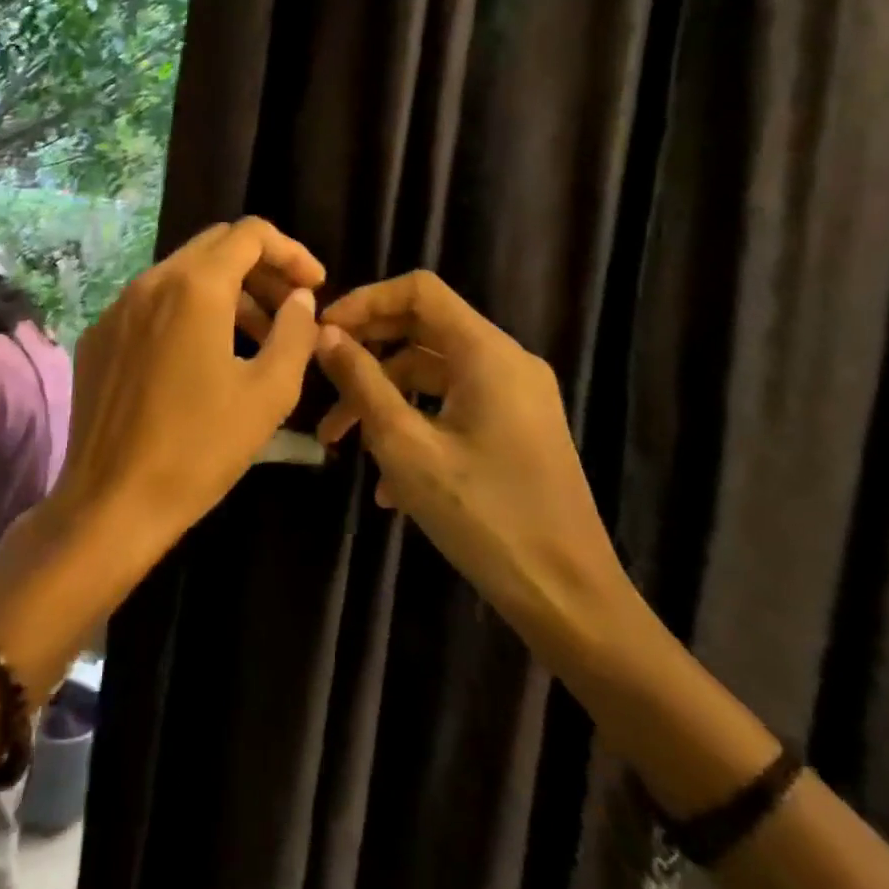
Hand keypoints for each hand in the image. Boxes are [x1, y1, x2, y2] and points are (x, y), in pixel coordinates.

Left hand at [53, 217, 324, 551]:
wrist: (111, 502)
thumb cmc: (199, 448)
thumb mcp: (268, 393)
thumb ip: (294, 333)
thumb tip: (300, 300)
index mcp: (194, 287)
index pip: (249, 234)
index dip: (290, 252)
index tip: (313, 287)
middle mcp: (150, 282)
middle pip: (213, 247)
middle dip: (259, 269)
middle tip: (288, 310)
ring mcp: (117, 308)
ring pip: (180, 275)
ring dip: (224, 293)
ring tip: (254, 338)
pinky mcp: (98, 336)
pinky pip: (151, 304)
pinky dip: (186, 313)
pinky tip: (200, 359)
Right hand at [312, 271, 631, 667]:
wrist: (568, 598)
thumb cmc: (484, 516)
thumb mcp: (406, 446)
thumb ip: (362, 381)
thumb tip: (325, 334)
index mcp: (486, 352)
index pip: (419, 290)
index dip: (365, 301)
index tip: (322, 331)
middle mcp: (506, 361)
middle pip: (423, 328)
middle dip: (366, 352)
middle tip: (320, 378)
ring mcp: (515, 396)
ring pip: (432, 373)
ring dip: (381, 396)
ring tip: (337, 442)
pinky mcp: (515, 429)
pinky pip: (452, 405)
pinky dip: (413, 422)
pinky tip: (384, 482)